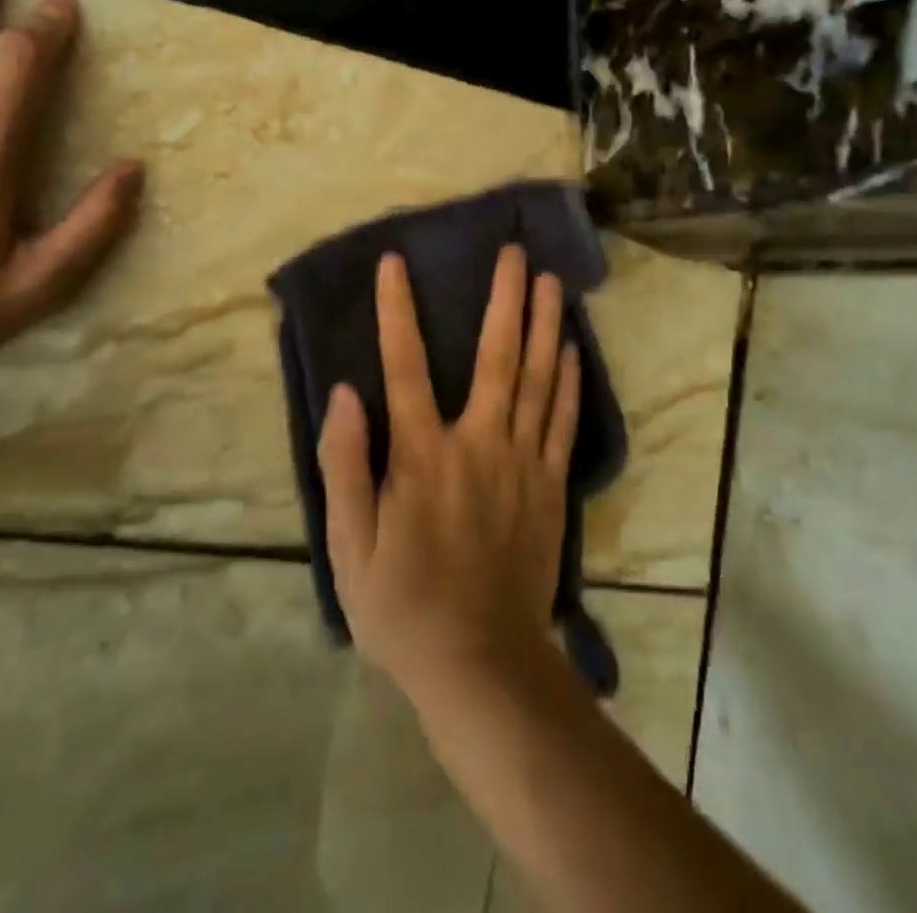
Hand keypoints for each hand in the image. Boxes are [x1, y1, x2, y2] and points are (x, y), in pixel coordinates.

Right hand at [318, 244, 581, 701]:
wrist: (481, 664)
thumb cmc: (403, 607)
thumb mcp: (349, 547)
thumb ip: (344, 465)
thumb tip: (346, 393)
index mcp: (422, 456)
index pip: (404, 367)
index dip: (397, 311)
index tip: (395, 264)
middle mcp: (477, 443)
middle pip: (495, 356)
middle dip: (504, 298)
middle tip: (514, 252)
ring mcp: (522, 462)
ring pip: (537, 378)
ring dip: (544, 324)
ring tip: (550, 279)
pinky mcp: (550, 485)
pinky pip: (562, 420)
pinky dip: (569, 379)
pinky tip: (572, 346)